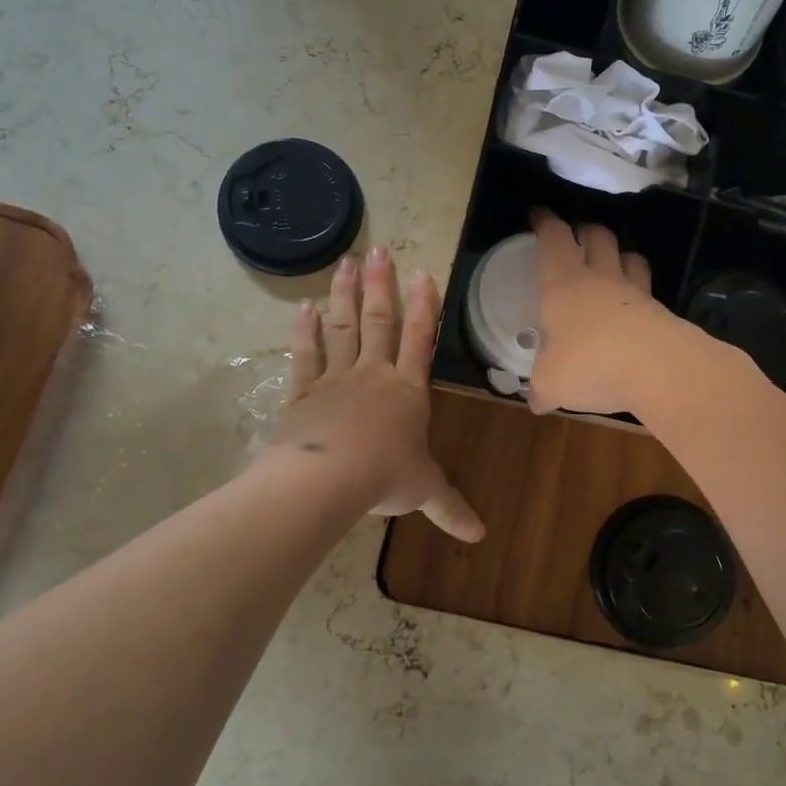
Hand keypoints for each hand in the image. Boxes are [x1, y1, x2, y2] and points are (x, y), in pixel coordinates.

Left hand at [280, 246, 483, 540]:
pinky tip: (305, 306)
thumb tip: (481, 536)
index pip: (420, 339)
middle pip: (380, 321)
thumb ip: (450, 507)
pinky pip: (306, 354)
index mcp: (407, 391)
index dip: (424, 306)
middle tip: (380, 250)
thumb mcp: (423, 491)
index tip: (423, 272)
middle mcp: (374, 375)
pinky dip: (305, 330)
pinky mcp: (304, 391)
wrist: (327, 479)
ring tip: (346, 262)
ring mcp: (336, 378)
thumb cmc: (383, 478)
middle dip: (382, 285)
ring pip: (344, 328)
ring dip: (346, 295)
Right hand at [528, 208, 691, 415]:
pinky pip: (648, 294)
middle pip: (598, 237)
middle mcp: (601, 280)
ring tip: (613, 265)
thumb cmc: (590, 363)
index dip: (546, 223)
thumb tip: (537, 403)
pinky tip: (634, 313)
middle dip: (586, 231)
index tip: (539, 215)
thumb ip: (542, 388)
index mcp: (564, 284)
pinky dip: (639, 296)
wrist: (658, 369)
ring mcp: (636, 294)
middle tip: (578, 236)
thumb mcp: (552, 382)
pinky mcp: (662, 314)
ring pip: (630, 259)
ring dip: (620, 256)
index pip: (554, 239)